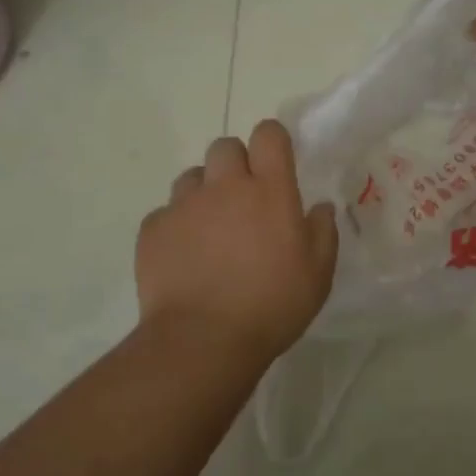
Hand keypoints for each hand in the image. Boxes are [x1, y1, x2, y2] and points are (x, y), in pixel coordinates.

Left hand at [137, 120, 338, 362]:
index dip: (273, 140)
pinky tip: (185, 255)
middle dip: (236, 163)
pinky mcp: (153, 230)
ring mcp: (184, 206)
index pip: (268, 135)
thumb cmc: (272, 305)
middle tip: (245, 199)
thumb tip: (320, 207)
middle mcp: (224, 186)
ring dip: (205, 192)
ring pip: (192, 177)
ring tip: (211, 228)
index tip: (276, 161)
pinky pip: (166, 213)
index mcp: (269, 190)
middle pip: (225, 147)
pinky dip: (177, 225)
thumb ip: (322, 232)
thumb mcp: (318, 273)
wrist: (202, 340)